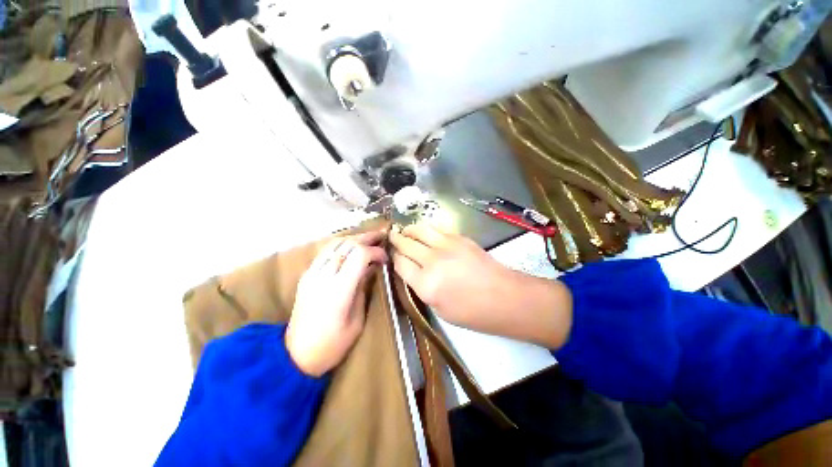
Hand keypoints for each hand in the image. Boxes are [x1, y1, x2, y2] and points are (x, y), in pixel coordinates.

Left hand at [286, 231, 387, 376]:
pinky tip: (351, 247)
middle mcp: (323, 276)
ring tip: (369, 238)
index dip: (375, 251)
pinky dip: (342, 245)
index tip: (385, 258)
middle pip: (347, 244)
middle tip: (382, 235)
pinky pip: (326, 251)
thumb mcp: (357, 320)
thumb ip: (363, 288)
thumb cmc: (333, 344)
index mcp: (338, 290)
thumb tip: (372, 267)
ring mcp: (312, 273)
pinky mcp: (307, 274)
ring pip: (334, 243)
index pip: (359, 255)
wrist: (295, 355)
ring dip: (354, 238)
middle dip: (367, 237)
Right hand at [389, 224, 572, 348]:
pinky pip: (437, 228)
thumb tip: (411, 272)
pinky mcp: (459, 237)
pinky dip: (427, 228)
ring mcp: (447, 246)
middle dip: (396, 240)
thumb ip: (421, 288)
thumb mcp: (439, 309)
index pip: (400, 263)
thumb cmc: (472, 312)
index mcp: (425, 284)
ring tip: (405, 230)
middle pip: (406, 244)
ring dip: (409, 229)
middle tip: (391, 236)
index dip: (394, 259)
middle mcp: (432, 261)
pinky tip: (425, 231)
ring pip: (420, 229)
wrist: (504, 297)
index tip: (393, 257)